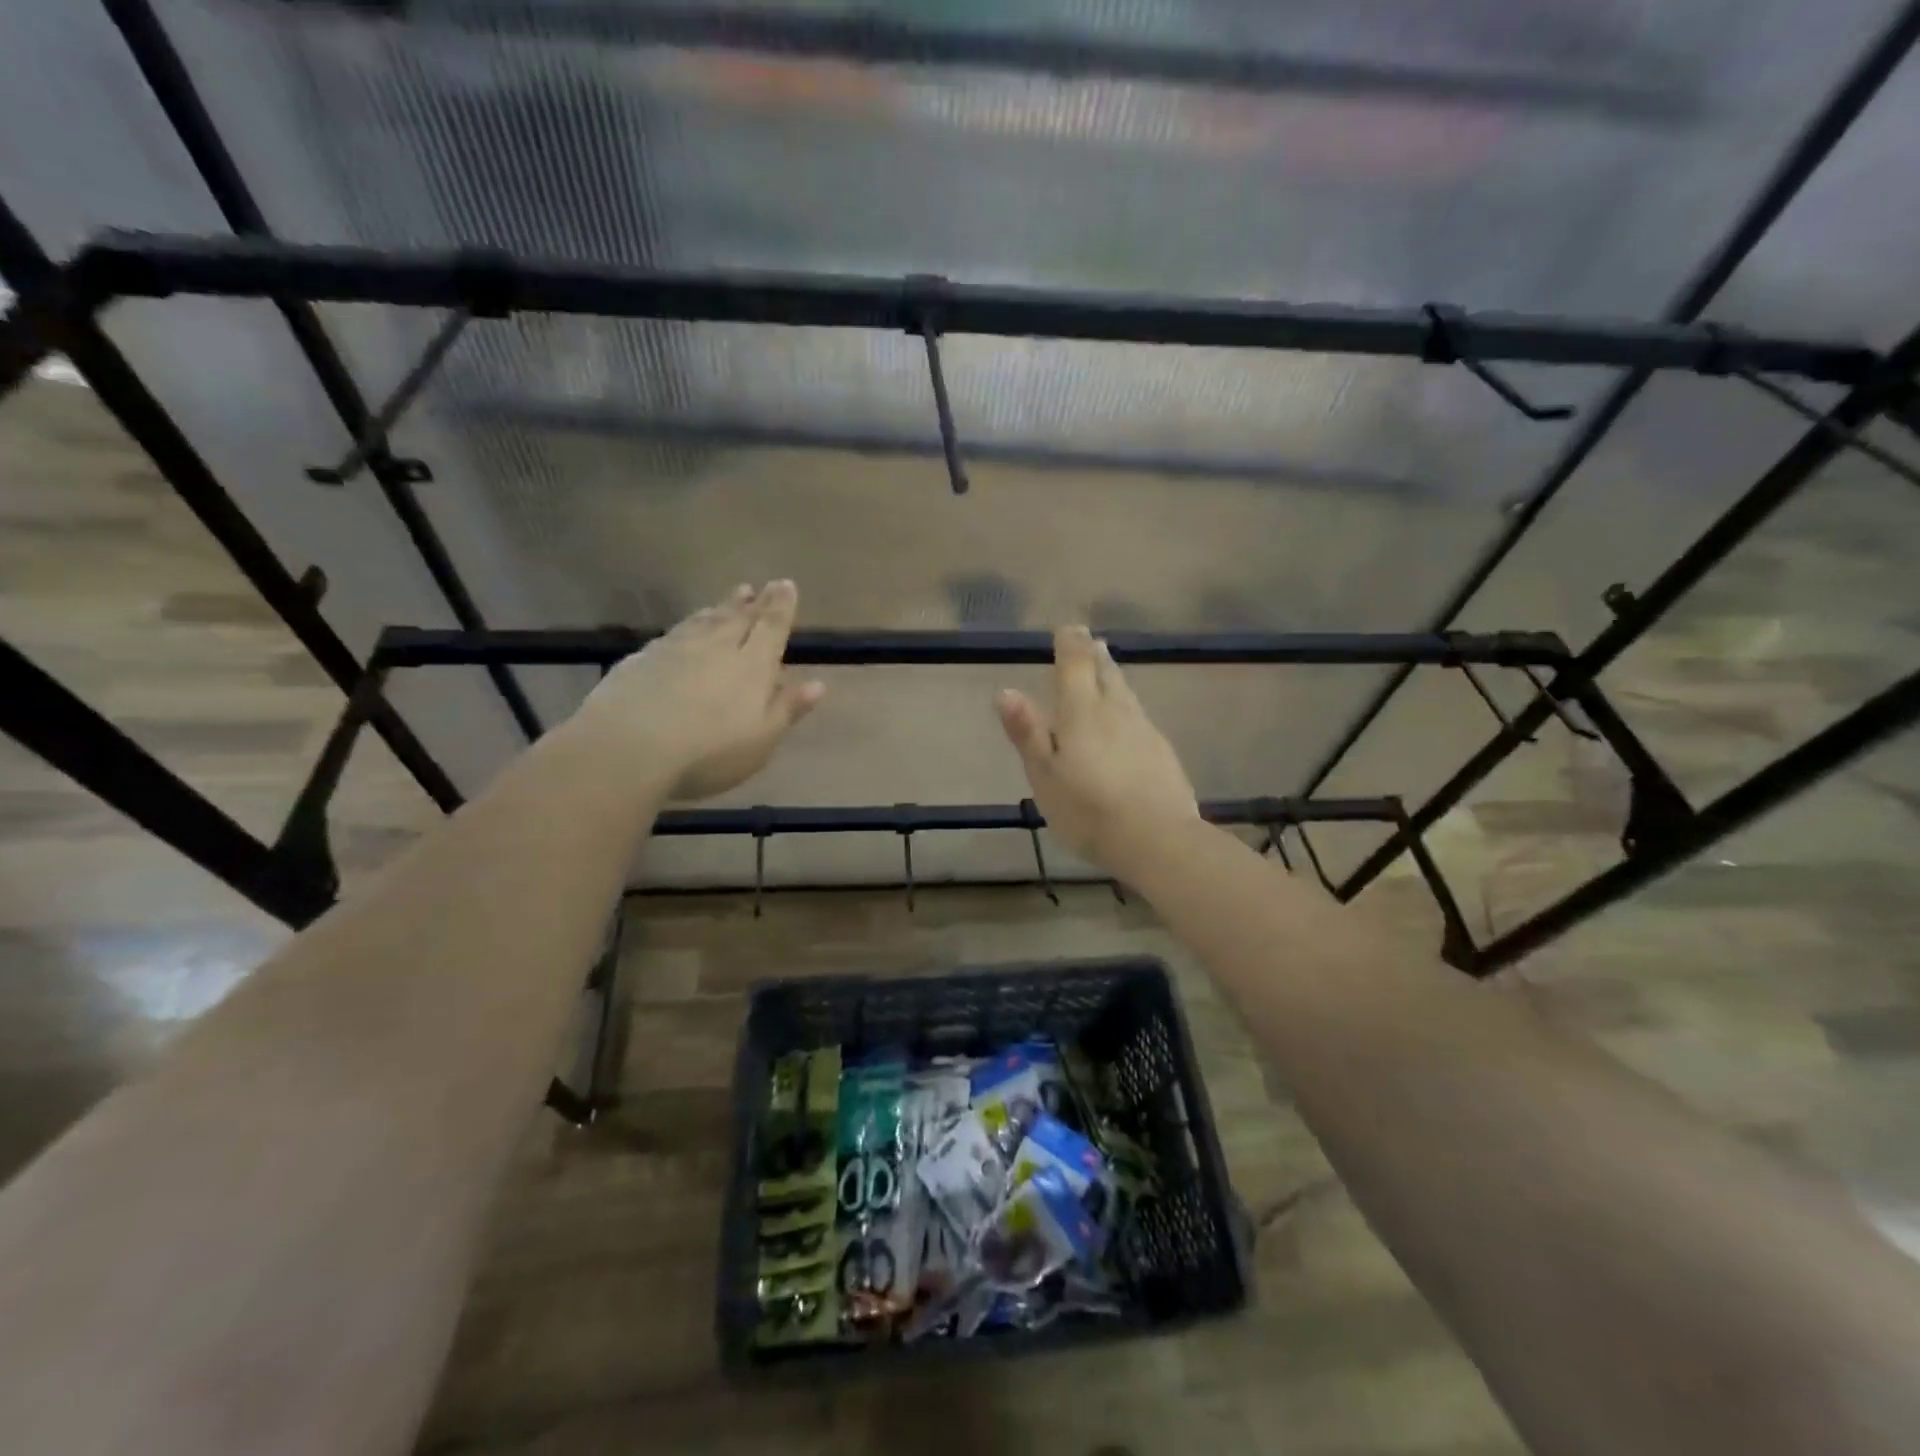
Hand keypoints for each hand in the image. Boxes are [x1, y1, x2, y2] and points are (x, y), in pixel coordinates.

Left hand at [570, 581, 824, 802]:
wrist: (629, 748)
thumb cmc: (709, 751)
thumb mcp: (761, 739)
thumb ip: (787, 708)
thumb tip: (818, 683)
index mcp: (752, 666)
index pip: (771, 628)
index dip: (781, 607)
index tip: (785, 584)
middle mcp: (716, 648)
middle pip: (737, 618)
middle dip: (751, 602)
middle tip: (758, 586)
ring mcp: (675, 650)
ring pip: (703, 622)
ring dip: (719, 608)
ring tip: (728, 599)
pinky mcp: (641, 660)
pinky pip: (672, 634)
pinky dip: (686, 626)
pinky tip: (683, 629)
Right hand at [996, 625, 1199, 873]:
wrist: (1158, 839)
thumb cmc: (1088, 810)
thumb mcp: (1044, 776)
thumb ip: (1027, 733)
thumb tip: (1006, 691)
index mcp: (1081, 712)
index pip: (1076, 665)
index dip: (1070, 644)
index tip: (1067, 628)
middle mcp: (1115, 711)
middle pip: (1105, 674)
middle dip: (1094, 656)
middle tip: (1089, 641)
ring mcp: (1144, 730)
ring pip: (1125, 693)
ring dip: (1113, 676)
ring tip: (1107, 667)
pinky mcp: (1162, 752)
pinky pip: (1139, 716)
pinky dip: (1127, 706)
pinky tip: (1128, 717)